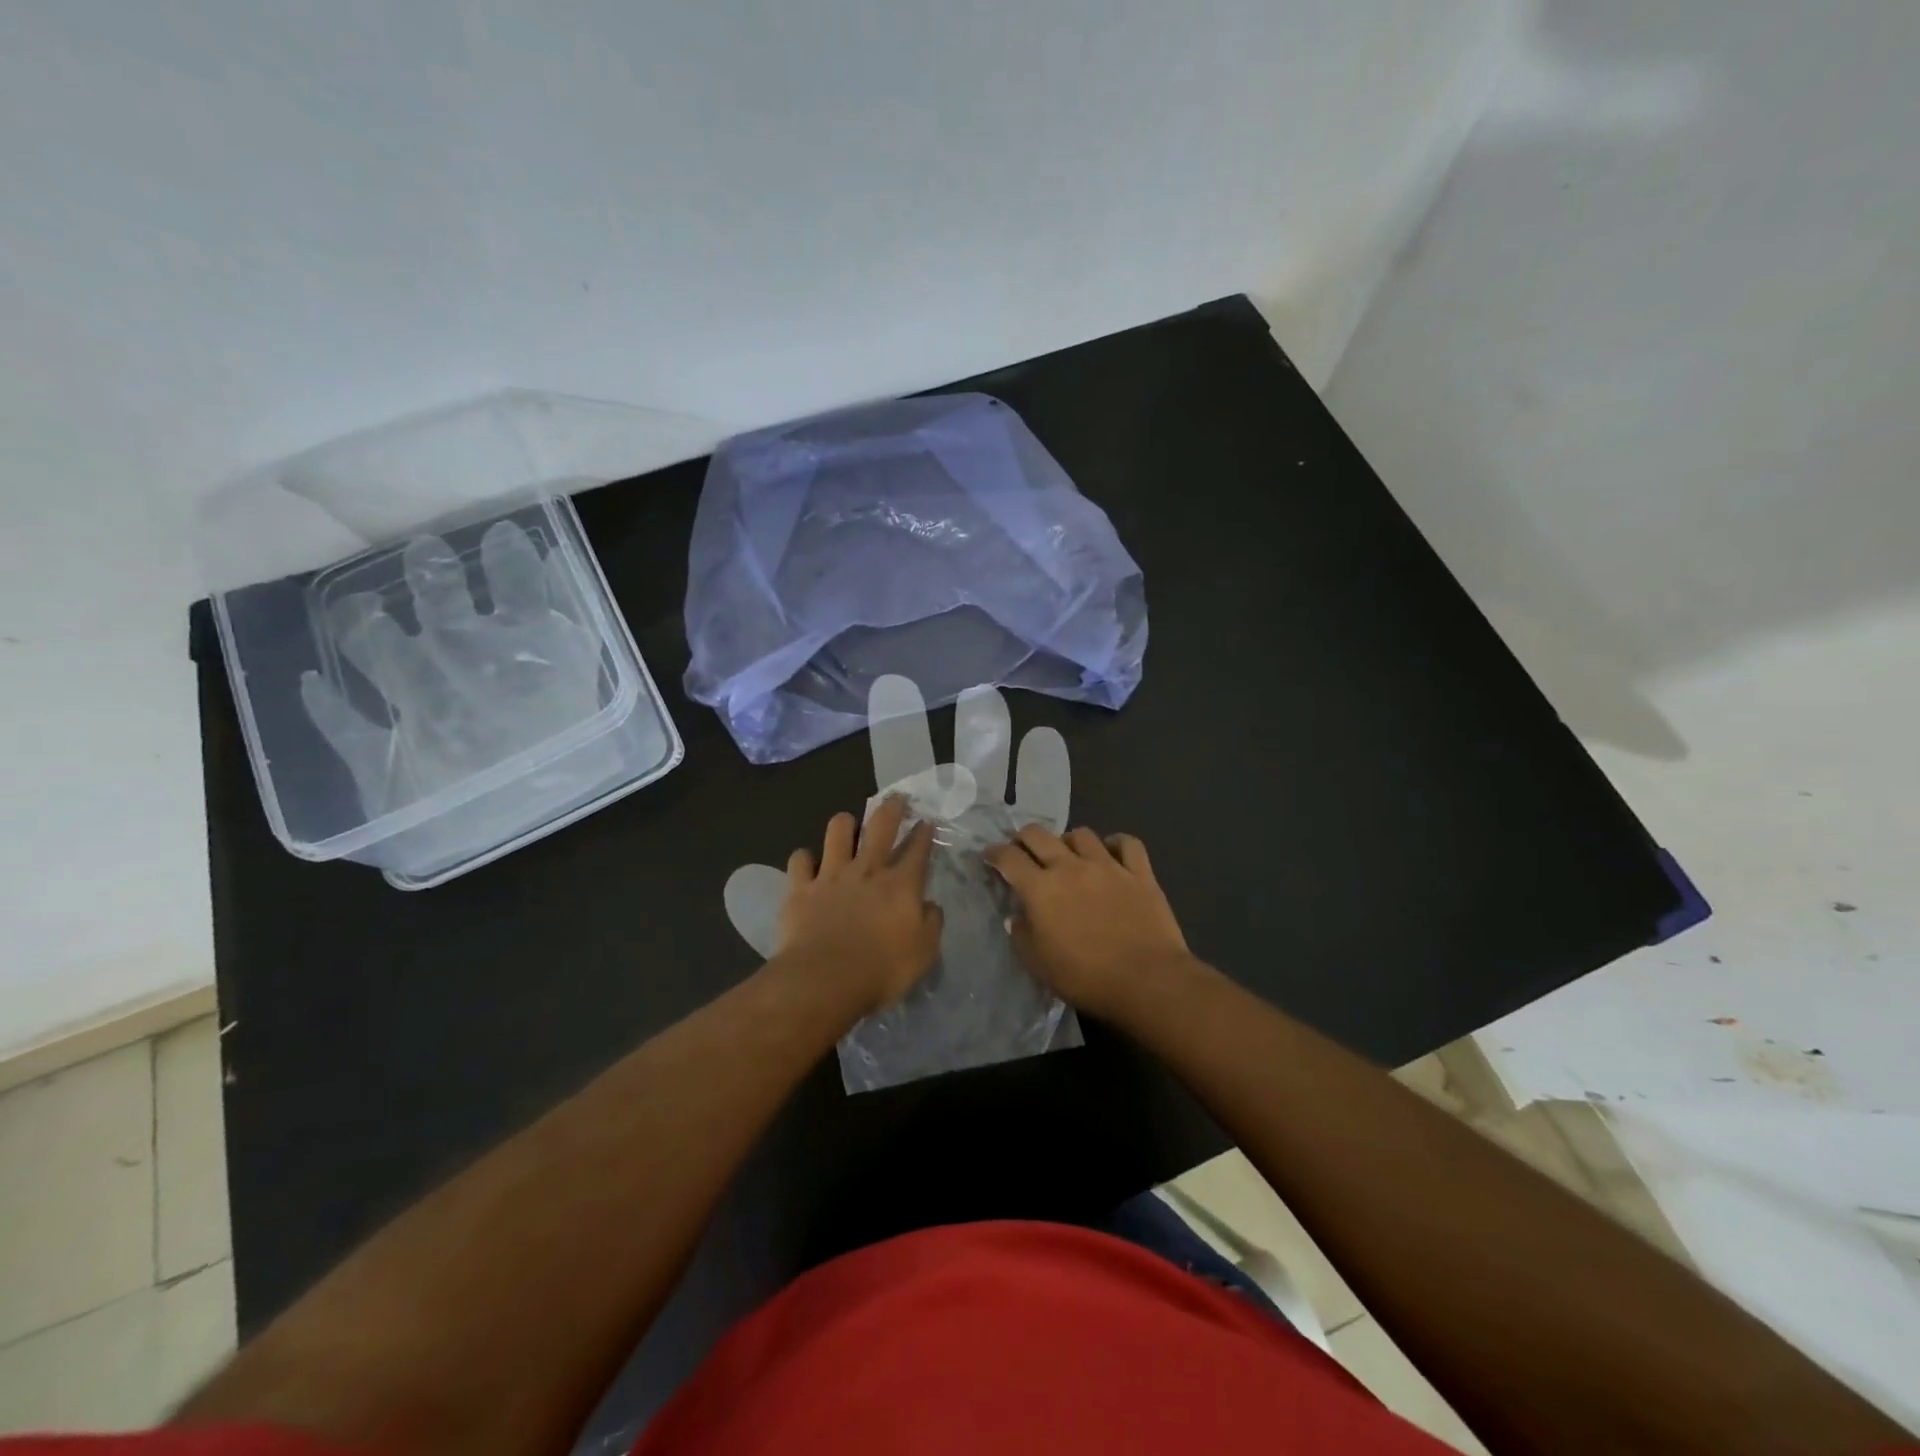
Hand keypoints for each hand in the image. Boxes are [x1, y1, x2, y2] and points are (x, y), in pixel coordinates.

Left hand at [774, 796, 944, 1015]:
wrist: (824, 980)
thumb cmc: (881, 970)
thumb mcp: (924, 953)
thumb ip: (931, 923)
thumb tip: (930, 905)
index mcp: (901, 885)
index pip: (918, 849)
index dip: (924, 833)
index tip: (926, 822)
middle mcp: (867, 870)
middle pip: (881, 825)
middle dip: (891, 808)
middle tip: (896, 798)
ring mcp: (831, 875)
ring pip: (838, 830)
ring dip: (845, 824)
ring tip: (848, 825)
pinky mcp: (800, 888)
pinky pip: (800, 859)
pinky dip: (805, 859)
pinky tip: (808, 865)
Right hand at [984, 825, 1195, 1019]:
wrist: (1147, 980)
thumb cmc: (1086, 978)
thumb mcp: (1039, 965)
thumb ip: (1022, 936)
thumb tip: (1017, 918)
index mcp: (1041, 889)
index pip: (1009, 858)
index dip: (994, 854)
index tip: (989, 857)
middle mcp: (1070, 867)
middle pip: (1039, 835)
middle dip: (1023, 838)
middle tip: (1022, 851)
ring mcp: (1108, 865)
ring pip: (1081, 834)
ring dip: (1068, 841)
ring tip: (1068, 854)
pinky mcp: (1140, 873)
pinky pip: (1127, 843)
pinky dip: (1116, 843)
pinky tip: (1111, 853)